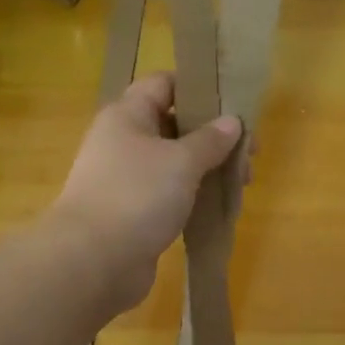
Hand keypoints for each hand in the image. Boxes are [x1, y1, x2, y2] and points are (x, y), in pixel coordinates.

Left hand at [48, 72, 241, 312]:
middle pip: (174, 125)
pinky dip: (194, 195)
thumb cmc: (137, 196)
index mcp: (127, 116)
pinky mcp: (133, 212)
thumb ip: (210, 140)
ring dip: (208, 168)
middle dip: (213, 135)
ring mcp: (127, 179)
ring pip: (174, 163)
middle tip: (250, 152)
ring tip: (243, 182)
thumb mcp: (182, 161)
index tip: (234, 103)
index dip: (199, 87)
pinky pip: (169, 193)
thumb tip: (232, 121)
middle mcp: (124, 141)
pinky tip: (220, 204)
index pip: (164, 84)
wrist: (94, 261)